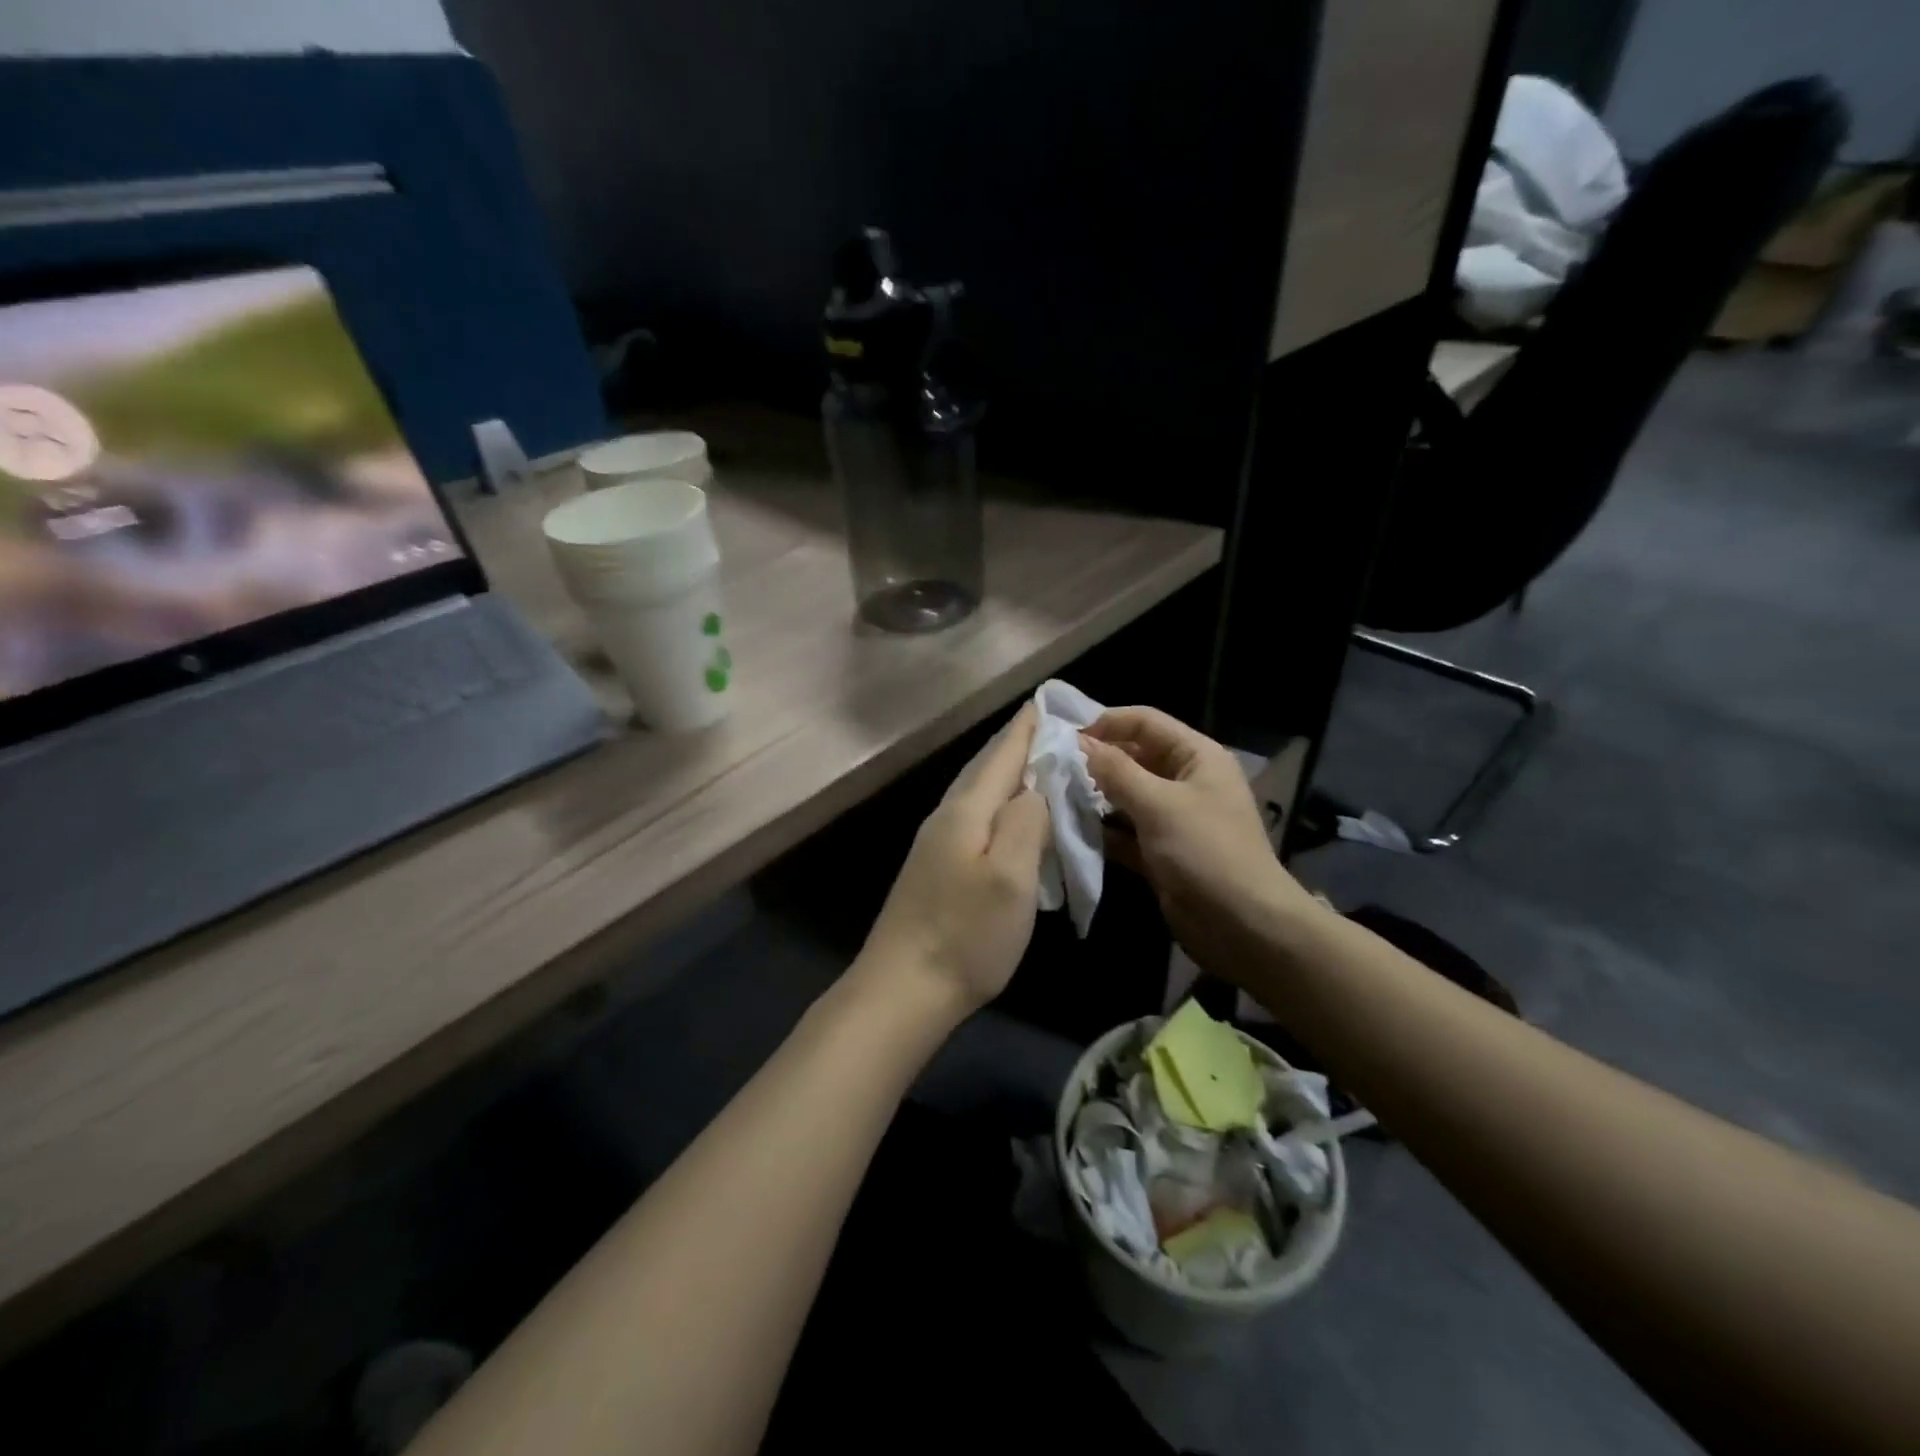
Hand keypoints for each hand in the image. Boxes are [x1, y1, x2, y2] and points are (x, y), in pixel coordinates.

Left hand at [854, 703, 1050, 1021]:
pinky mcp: (934, 869)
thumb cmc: (965, 935)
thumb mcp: (1011, 877)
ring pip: (975, 793)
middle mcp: (946, 818)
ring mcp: (935, 845)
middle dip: (1015, 745)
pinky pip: (972, 819)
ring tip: (1032, 764)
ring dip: (1004, 774)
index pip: (1001, 756)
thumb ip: (1026, 822)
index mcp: (965, 812)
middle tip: (1047, 727)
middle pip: (984, 769)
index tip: (1045, 701)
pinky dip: (995, 805)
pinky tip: (1005, 818)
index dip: (1025, 729)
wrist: (902, 990)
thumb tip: (1034, 788)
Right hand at [1081, 707, 1321, 982]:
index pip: (1146, 722)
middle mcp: (1186, 781)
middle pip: (1134, 757)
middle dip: (1097, 761)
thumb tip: (1081, 743)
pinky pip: (1126, 831)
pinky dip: (1103, 830)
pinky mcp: (1161, 851)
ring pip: (1127, 795)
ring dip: (1095, 796)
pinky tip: (1072, 829)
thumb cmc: (1205, 852)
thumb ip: (1116, 771)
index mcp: (1197, 756)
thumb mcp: (1159, 805)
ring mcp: (1174, 818)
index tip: (1066, 737)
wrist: (1243, 926)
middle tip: (1054, 769)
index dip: (1108, 723)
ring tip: (1055, 796)